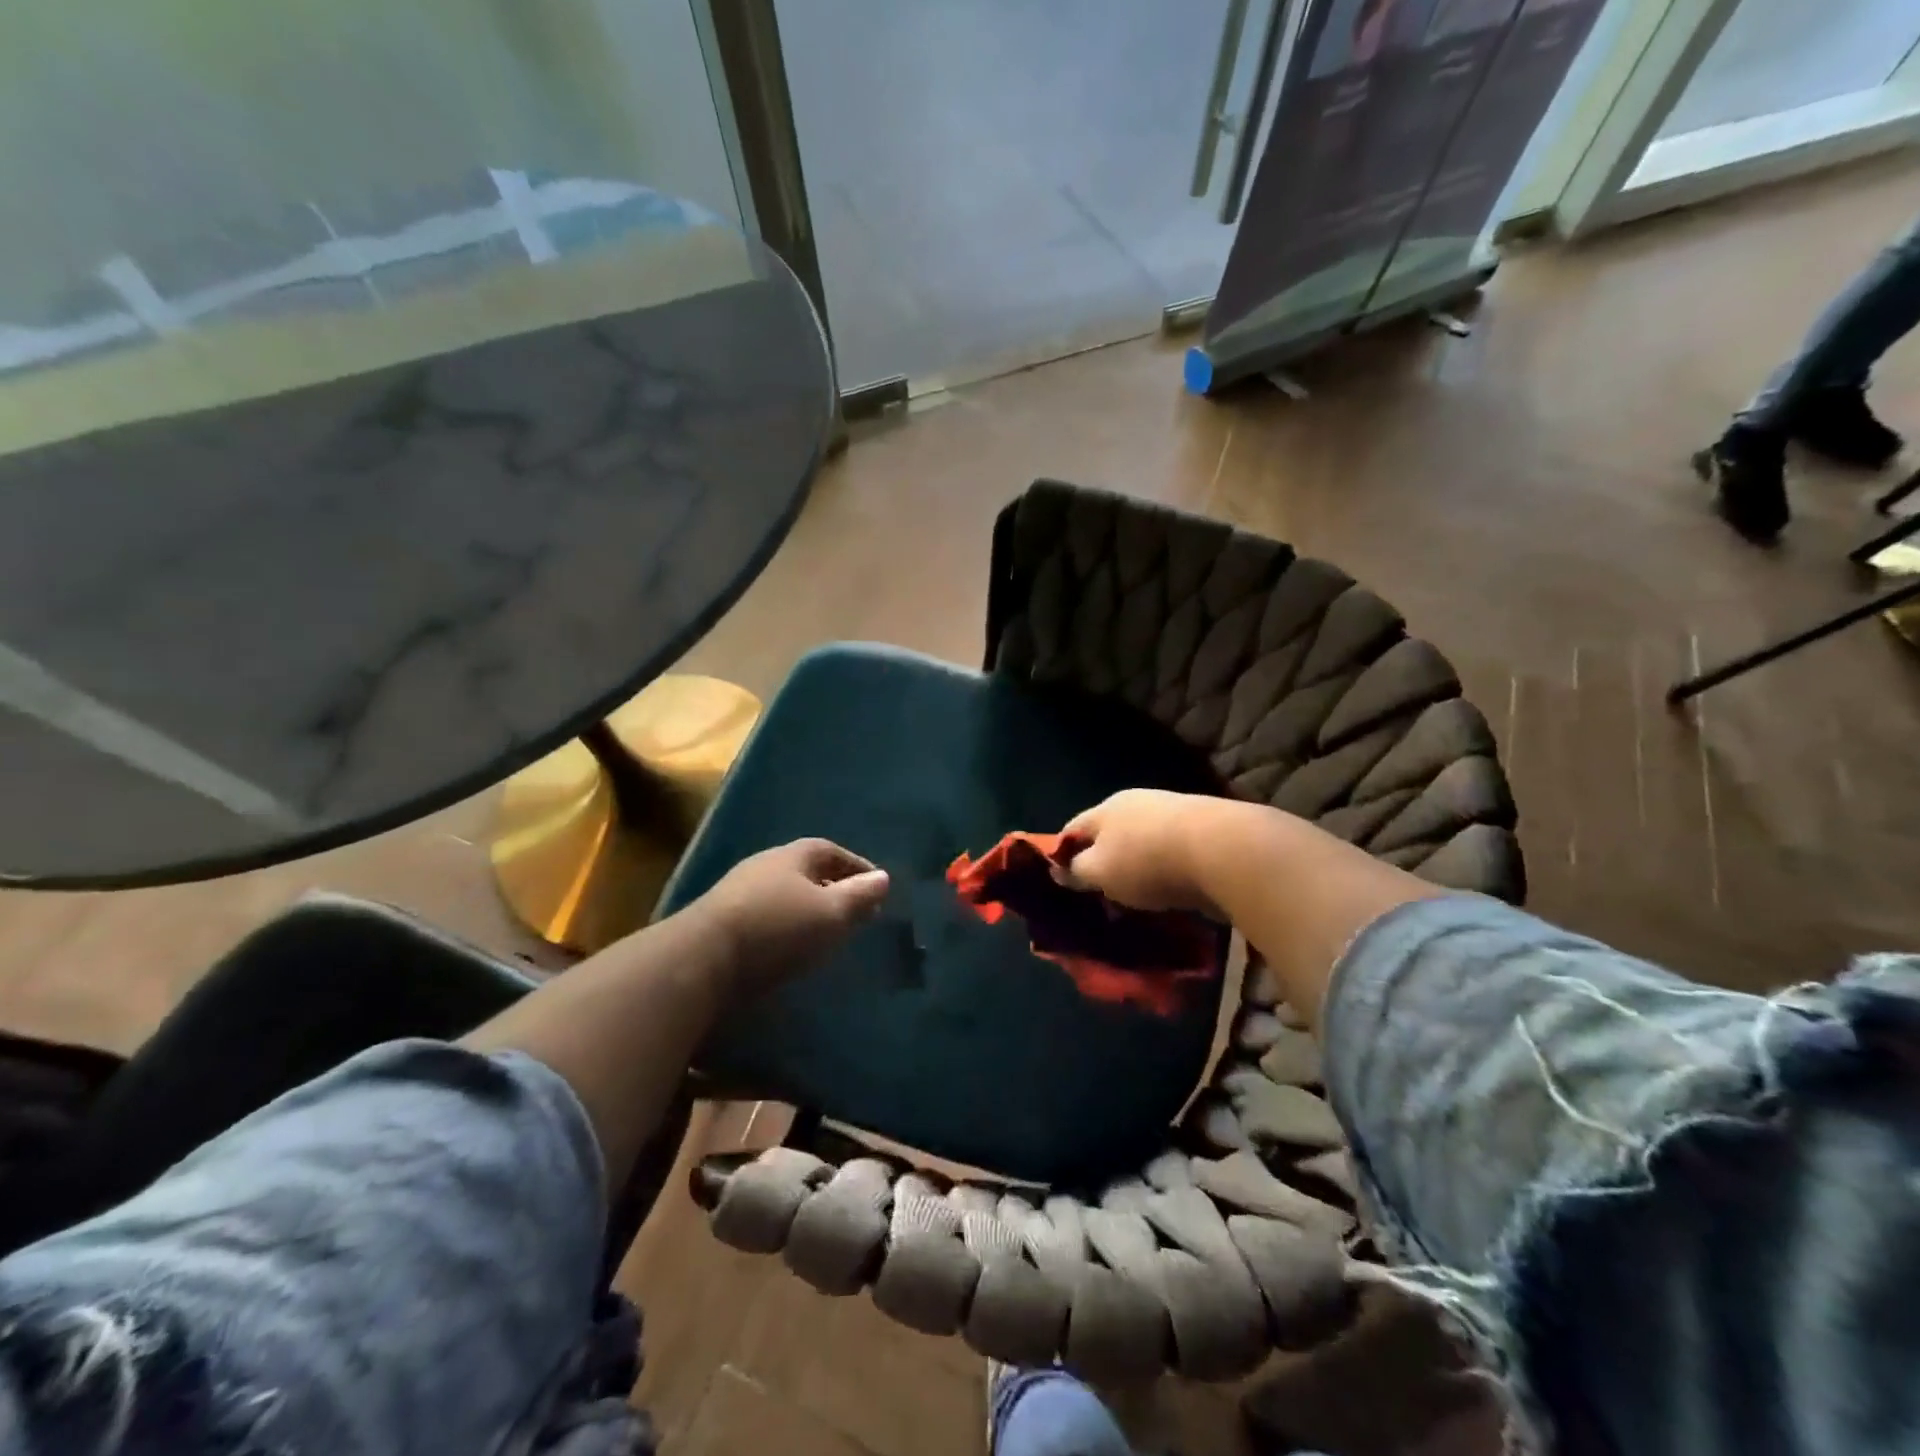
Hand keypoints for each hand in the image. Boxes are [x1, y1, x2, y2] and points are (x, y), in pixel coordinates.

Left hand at [693, 838, 889, 1000]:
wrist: (702, 959)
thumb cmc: (778, 928)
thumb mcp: (831, 913)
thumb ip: (859, 896)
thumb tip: (883, 878)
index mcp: (793, 855)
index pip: (832, 851)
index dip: (857, 867)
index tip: (876, 887)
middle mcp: (765, 865)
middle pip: (807, 870)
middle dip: (833, 887)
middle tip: (854, 910)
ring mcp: (738, 891)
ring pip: (784, 893)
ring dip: (807, 908)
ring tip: (826, 931)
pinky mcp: (721, 921)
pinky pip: (766, 914)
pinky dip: (786, 925)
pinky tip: (790, 946)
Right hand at [1052, 788, 1231, 915]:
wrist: (1224, 851)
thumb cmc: (1147, 861)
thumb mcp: (1100, 873)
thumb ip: (1077, 872)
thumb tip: (1059, 870)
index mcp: (1106, 809)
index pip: (1073, 829)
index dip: (1061, 853)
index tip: (1060, 881)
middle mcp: (1137, 804)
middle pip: (1109, 834)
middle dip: (1102, 863)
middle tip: (1098, 895)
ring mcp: (1172, 816)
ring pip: (1142, 844)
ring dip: (1136, 869)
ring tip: (1135, 900)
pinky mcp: (1202, 833)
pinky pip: (1171, 855)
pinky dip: (1164, 873)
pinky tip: (1168, 894)